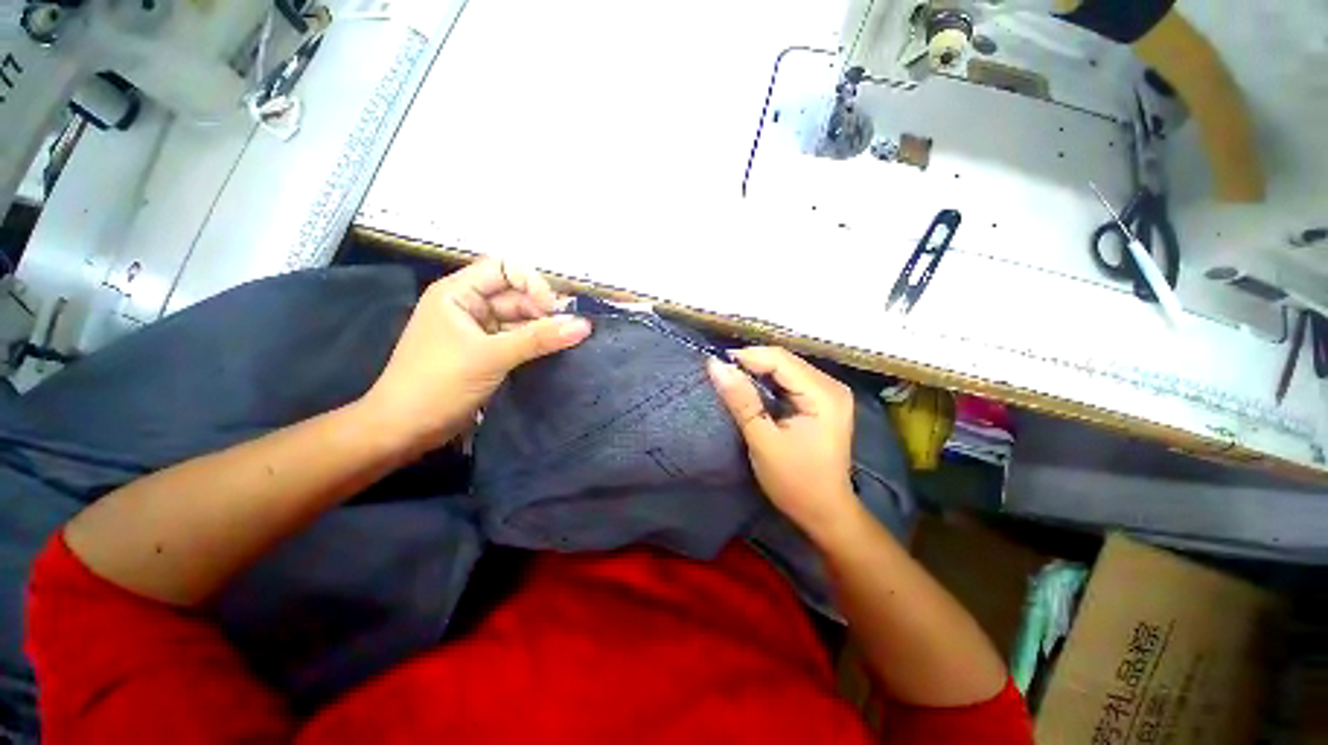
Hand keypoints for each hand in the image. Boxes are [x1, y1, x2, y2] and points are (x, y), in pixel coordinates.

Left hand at [361, 258, 591, 451]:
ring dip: (542, 328)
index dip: (532, 284)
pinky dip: (534, 343)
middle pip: (515, 295)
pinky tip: (554, 350)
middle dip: (542, 310)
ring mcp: (477, 330)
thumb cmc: (439, 383)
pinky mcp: (485, 352)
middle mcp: (468, 305)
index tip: (554, 310)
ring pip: (518, 319)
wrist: (405, 429)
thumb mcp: (492, 356)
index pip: (504, 269)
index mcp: (458, 293)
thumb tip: (584, 325)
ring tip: (568, 341)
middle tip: (570, 330)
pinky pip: (516, 339)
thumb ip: (539, 339)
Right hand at [707, 347, 858, 539]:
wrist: (824, 512)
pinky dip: (769, 382)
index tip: (716, 365)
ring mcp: (829, 393)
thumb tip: (716, 365)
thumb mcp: (763, 440)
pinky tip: (752, 389)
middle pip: (785, 361)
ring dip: (758, 372)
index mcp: (823, 394)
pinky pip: (791, 380)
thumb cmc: (795, 481)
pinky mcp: (822, 401)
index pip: (780, 360)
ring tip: (731, 380)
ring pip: (786, 368)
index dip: (747, 357)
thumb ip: (741, 400)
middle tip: (721, 374)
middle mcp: (831, 386)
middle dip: (752, 363)